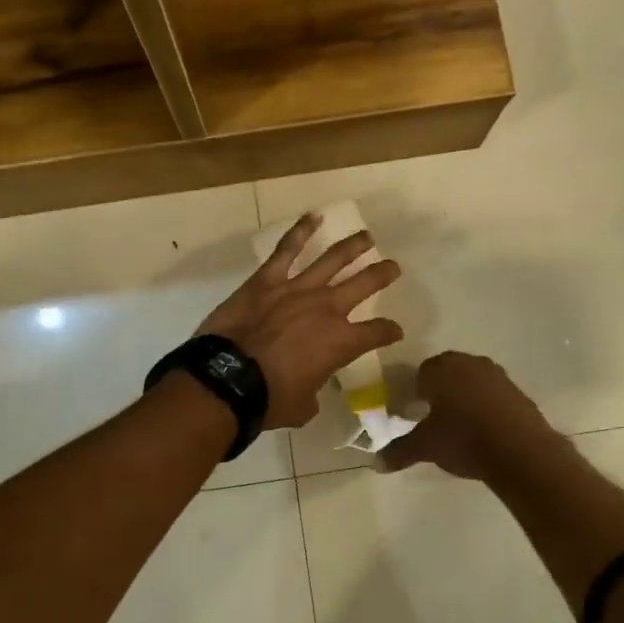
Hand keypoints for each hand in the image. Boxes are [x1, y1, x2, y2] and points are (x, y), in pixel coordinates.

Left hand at [195, 214, 403, 428]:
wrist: (228, 379)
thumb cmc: (269, 399)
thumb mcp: (302, 407)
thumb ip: (312, 395)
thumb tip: (309, 394)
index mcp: (341, 343)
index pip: (377, 332)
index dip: (389, 331)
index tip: (395, 330)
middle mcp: (327, 309)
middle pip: (364, 284)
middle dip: (382, 274)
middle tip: (393, 267)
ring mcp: (297, 289)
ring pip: (333, 259)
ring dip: (353, 246)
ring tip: (367, 237)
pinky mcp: (267, 280)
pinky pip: (287, 249)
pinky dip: (301, 230)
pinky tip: (314, 216)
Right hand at [380, 351, 557, 480]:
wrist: (521, 452)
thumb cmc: (464, 439)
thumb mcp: (426, 447)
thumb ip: (399, 451)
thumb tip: (376, 463)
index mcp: (441, 368)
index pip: (420, 373)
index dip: (415, 392)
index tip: (414, 413)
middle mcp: (469, 363)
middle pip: (447, 373)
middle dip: (440, 392)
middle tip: (434, 420)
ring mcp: (497, 375)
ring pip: (472, 382)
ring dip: (465, 398)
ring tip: (460, 427)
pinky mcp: (518, 391)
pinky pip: (493, 395)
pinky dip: (486, 407)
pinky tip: (485, 431)